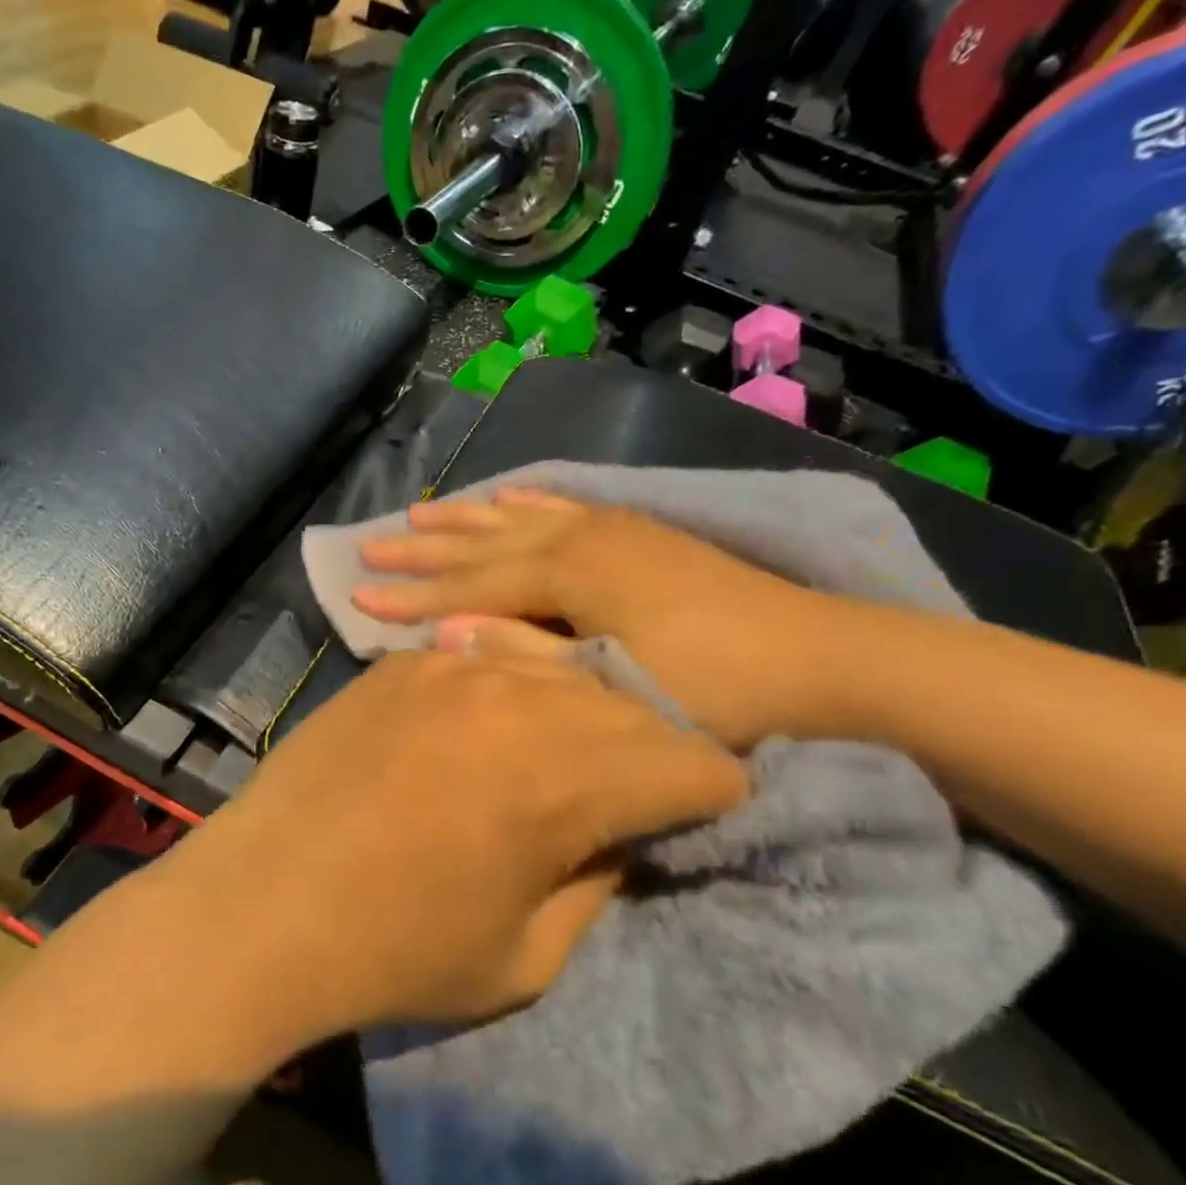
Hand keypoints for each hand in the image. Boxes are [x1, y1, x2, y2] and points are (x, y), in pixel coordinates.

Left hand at [152, 648, 746, 1039]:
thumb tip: (616, 830)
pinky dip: (502, 693)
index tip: (681, 817)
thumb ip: (595, 881)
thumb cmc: (395, 950)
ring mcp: (451, 669)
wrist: (262, 903)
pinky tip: (473, 729)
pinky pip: (482, 662)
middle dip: (643, 752)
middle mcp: (518, 698)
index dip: (703, 795)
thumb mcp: (528, 955)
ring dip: (574, 713)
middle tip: (615, 794)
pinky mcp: (400, 665)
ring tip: (547, 755)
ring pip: (558, 672)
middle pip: (630, 707)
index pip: (695, 760)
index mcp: (566, 776)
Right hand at [351, 489, 863, 748]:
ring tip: (419, 513)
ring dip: (467, 518)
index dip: (414, 596)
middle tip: (370, 548)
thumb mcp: (612, 689)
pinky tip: (507, 494)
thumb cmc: (716, 689)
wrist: (825, 662)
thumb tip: (448, 635)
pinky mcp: (638, 533)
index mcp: (572, 572)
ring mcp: (614, 529)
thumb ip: (525, 657)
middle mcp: (583, 536)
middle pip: (485, 541)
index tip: (360, 597)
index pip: (471, 585)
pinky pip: (565, 506)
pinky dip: (528, 500)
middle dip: (425, 550)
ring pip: (519, 516)